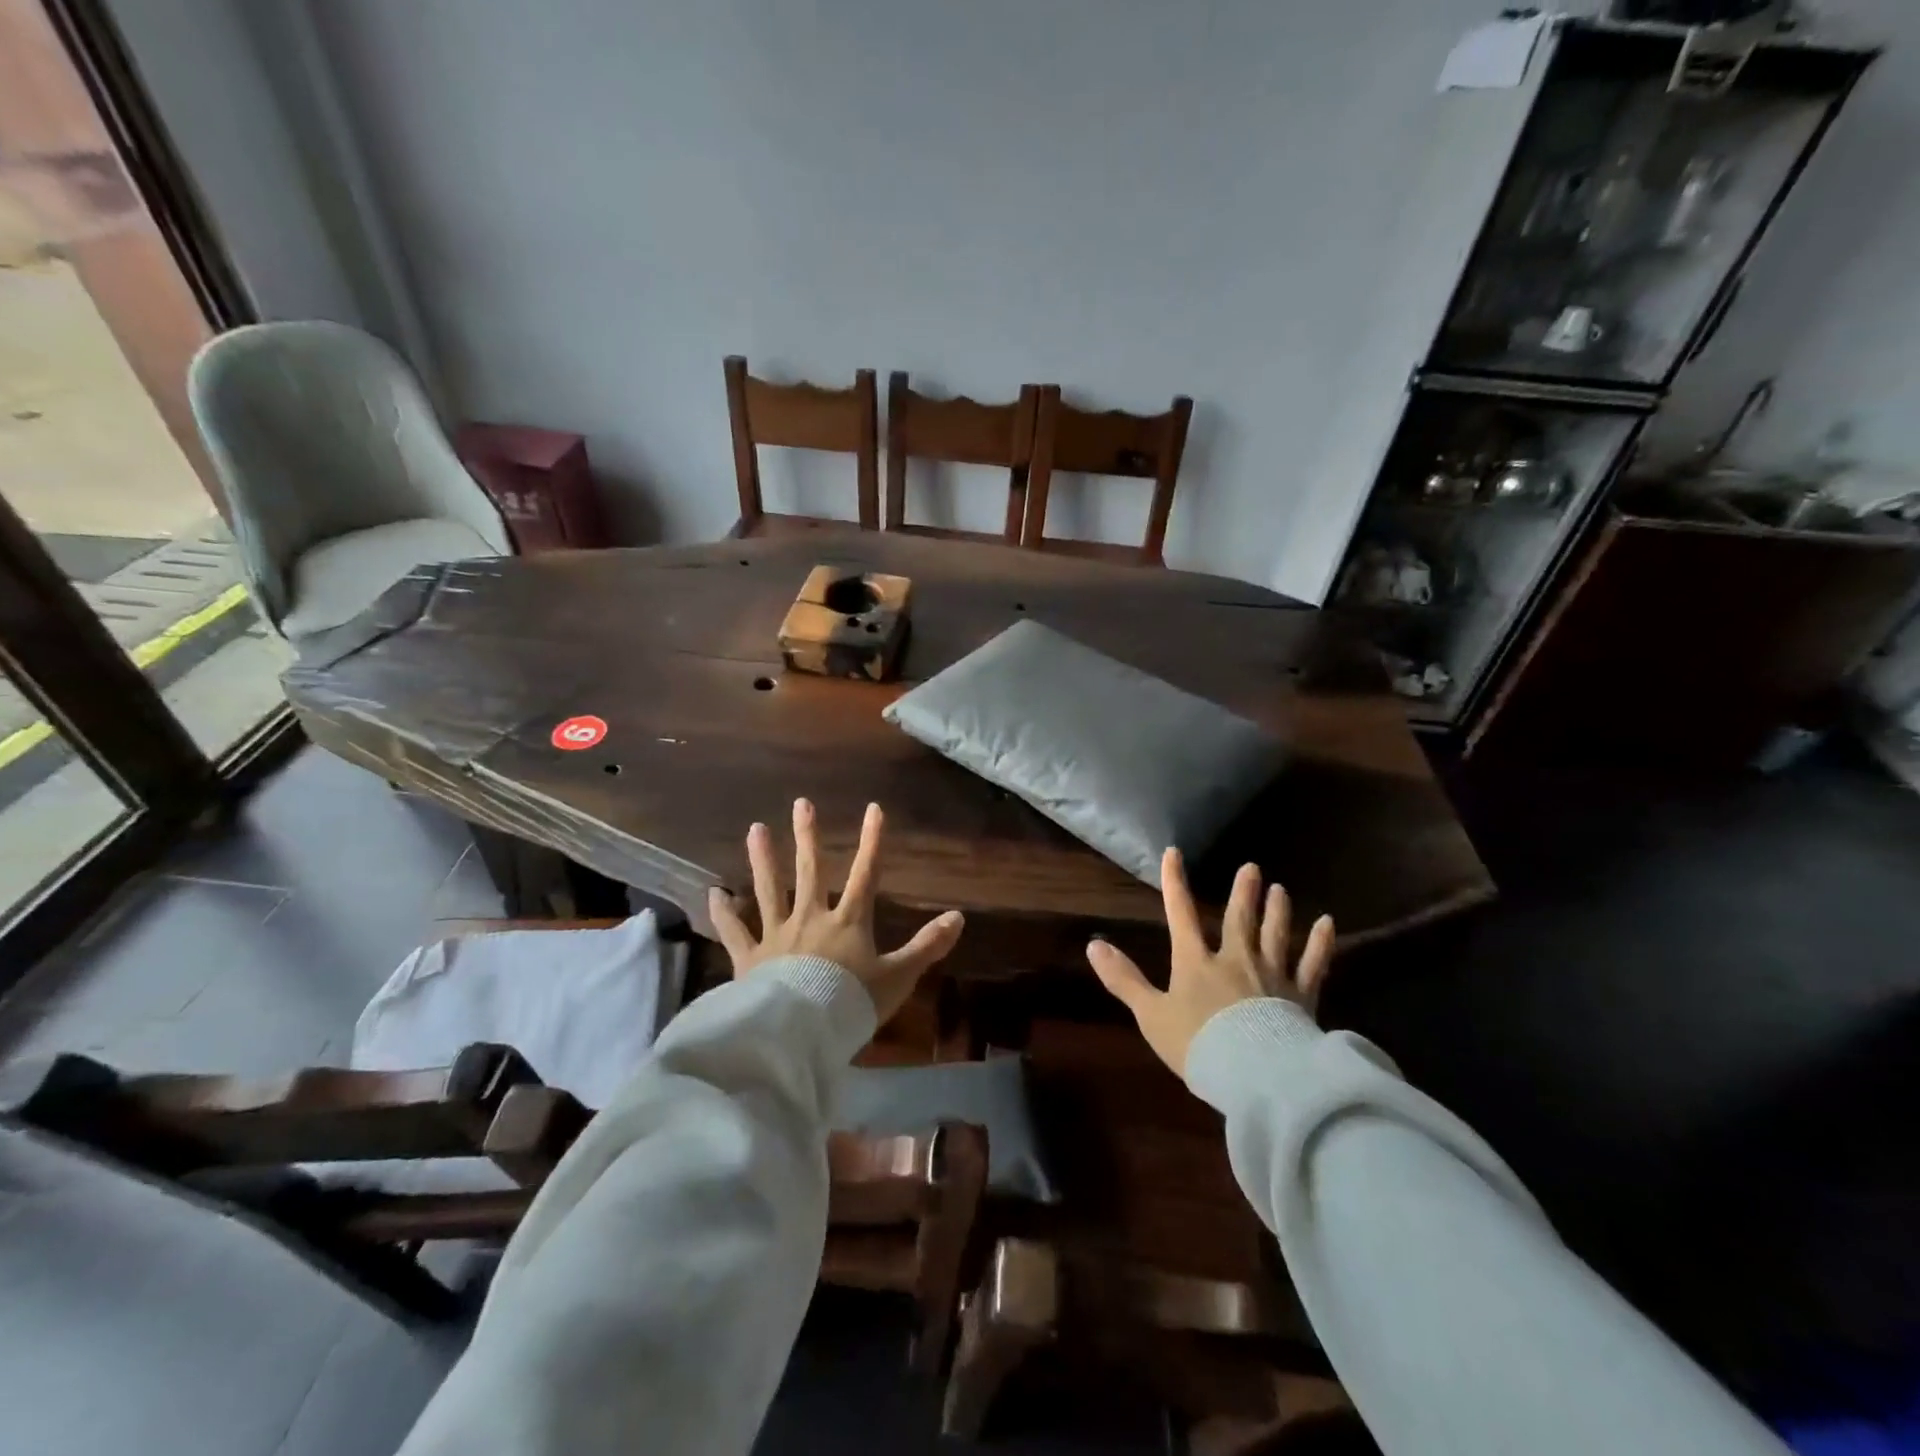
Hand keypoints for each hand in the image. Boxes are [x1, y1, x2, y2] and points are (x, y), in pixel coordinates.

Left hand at [708, 798, 965, 1024]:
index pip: (865, 873)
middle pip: (810, 870)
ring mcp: (777, 935)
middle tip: (801, 803)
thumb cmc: (852, 1003)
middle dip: (808, 836)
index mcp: (848, 921)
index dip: (872, 841)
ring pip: (769, 889)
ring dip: (763, 859)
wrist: (802, 1032)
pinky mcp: (750, 957)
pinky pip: (734, 931)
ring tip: (755, 828)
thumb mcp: (898, 977)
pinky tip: (712, 893)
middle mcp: (811, 918)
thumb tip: (959, 917)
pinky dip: (723, 912)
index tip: (874, 808)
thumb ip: (927, 946)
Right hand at [1087, 848, 1333, 1078]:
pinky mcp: (1302, 996)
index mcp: (1196, 962)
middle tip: (1252, 868)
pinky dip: (1320, 944)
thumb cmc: (1198, 1045)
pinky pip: (1313, 964)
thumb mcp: (1151, 1015)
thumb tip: (1094, 945)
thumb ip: (1124, 980)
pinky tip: (1328, 924)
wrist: (1255, 1075)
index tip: (1173, 853)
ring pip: (1275, 934)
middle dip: (1243, 892)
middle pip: (1239, 919)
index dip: (1175, 883)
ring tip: (1281, 889)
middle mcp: (1235, 959)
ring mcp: (1272, 975)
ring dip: (1277, 910)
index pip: (1181, 914)